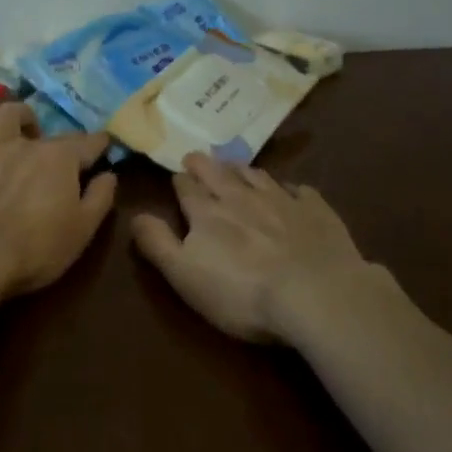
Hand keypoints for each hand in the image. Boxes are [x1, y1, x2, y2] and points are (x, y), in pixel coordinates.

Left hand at [0, 102, 116, 299]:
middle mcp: (27, 143)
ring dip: (17, 118)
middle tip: (56, 160)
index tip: (103, 147)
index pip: (89, 142)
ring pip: (6, 113)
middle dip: (59, 141)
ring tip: (18, 133)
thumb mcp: (81, 231)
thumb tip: (109, 174)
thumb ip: (100, 198)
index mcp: (61, 159)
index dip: (99, 144)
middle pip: (50, 131)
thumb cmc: (34, 250)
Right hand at [131, 153, 372, 342]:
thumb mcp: (185, 275)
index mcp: (207, 212)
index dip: (180, 181)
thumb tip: (135, 215)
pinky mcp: (315, 209)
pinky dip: (290, 188)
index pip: (187, 187)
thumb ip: (158, 243)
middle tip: (197, 158)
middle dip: (204, 164)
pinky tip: (290, 192)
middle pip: (218, 172)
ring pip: (256, 174)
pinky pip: (299, 190)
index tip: (178, 178)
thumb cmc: (242, 292)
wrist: (316, 292)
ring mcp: (281, 199)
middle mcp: (241, 197)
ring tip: (235, 167)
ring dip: (241, 169)